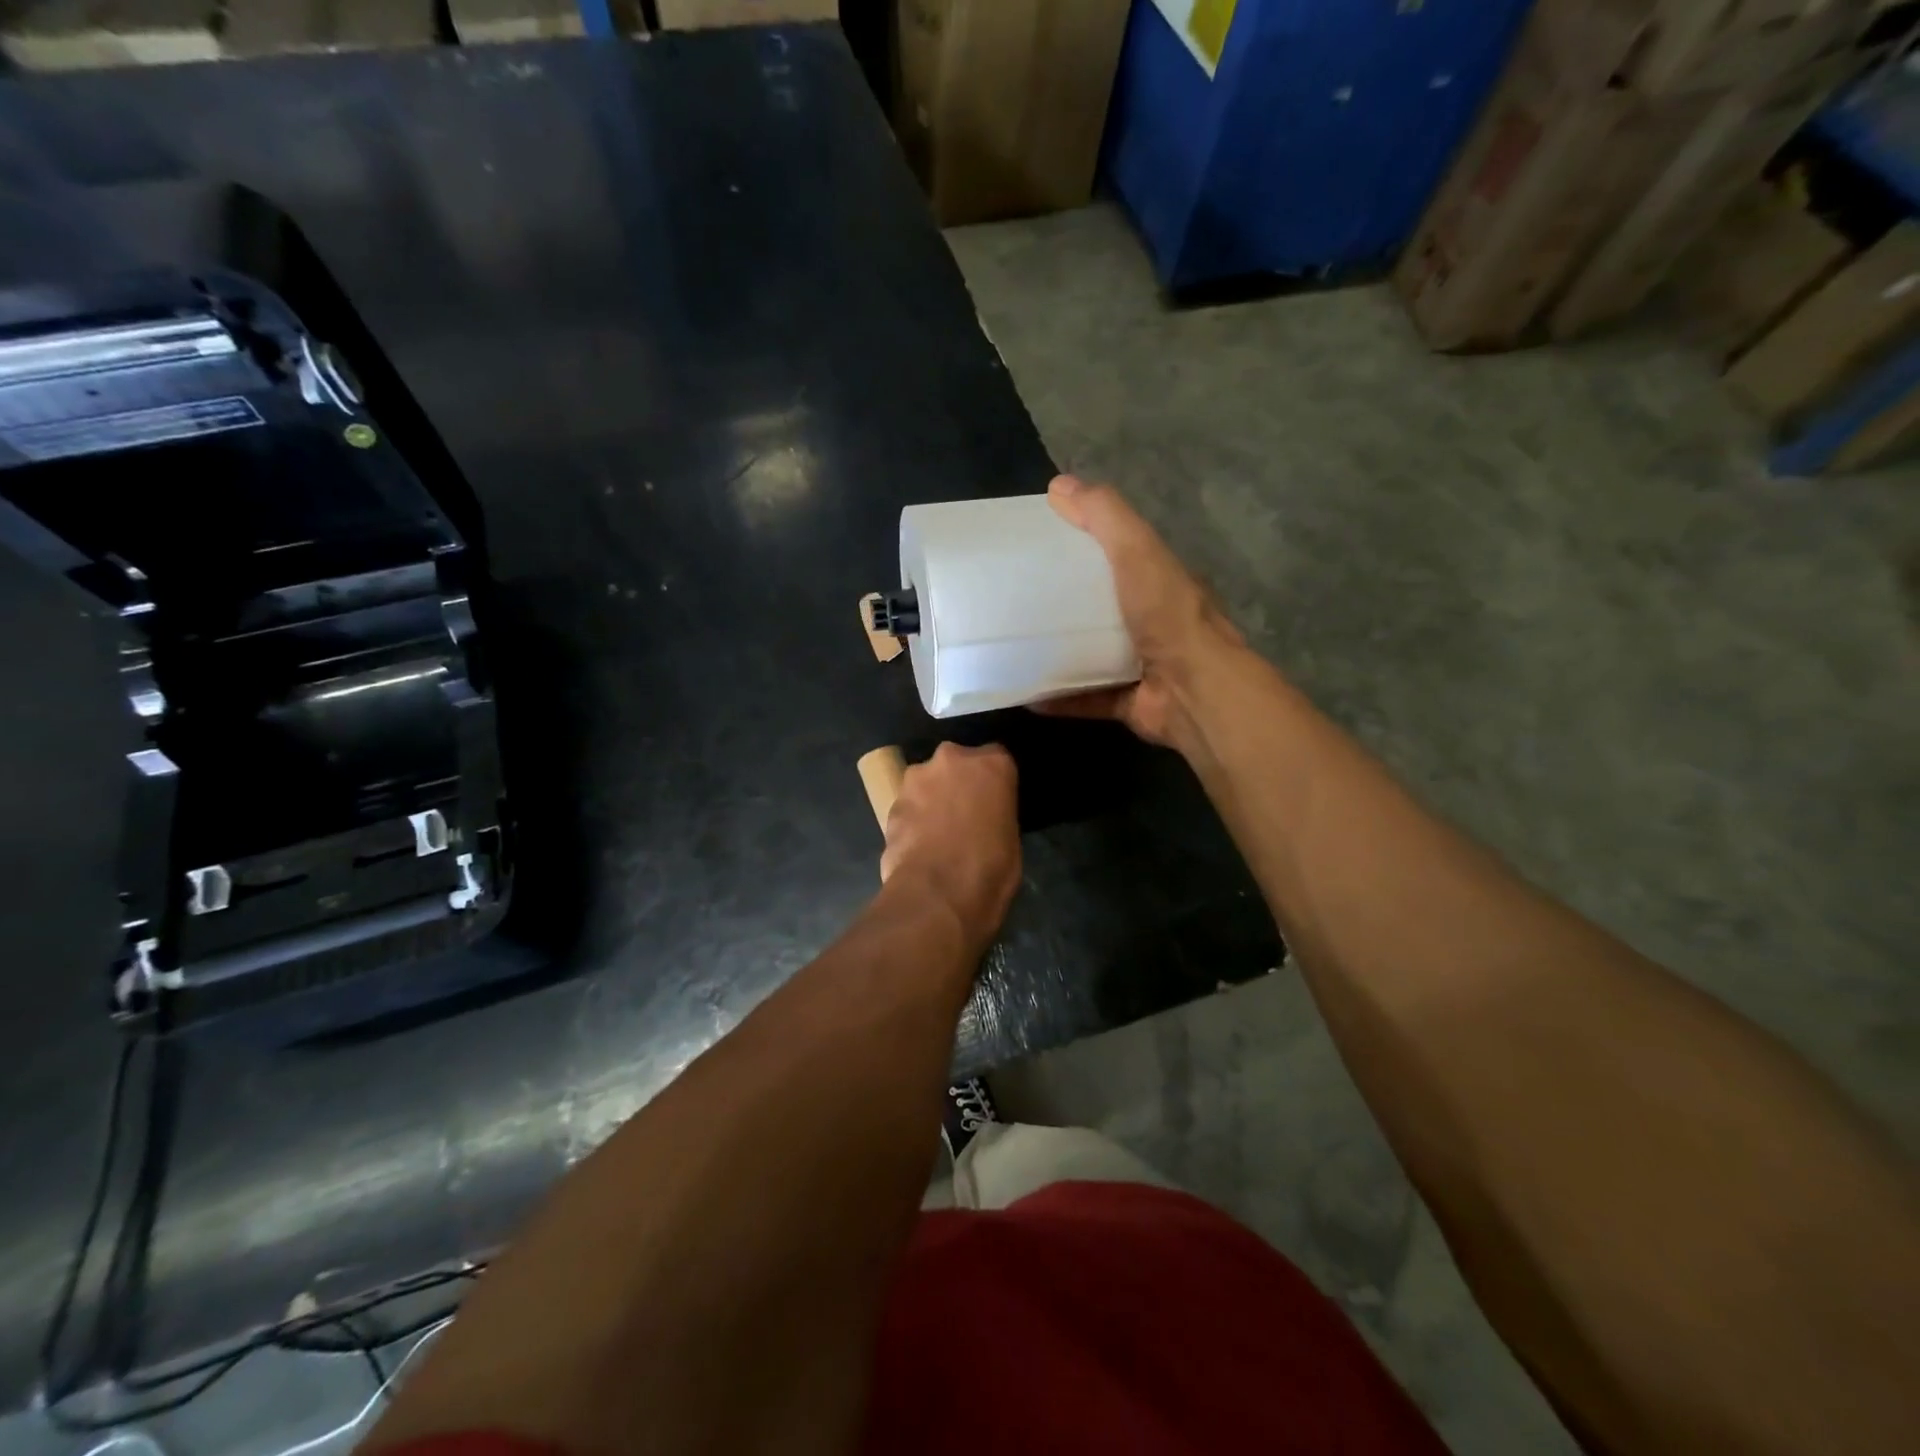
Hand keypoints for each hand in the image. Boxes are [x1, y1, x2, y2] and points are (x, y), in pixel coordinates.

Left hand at [880, 743, 1019, 947]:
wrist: (938, 896)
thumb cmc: (990, 869)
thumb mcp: (1011, 838)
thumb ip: (997, 813)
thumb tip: (985, 819)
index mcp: (991, 764)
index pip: (997, 759)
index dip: (994, 783)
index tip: (994, 802)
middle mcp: (951, 759)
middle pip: (957, 764)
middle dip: (959, 783)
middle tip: (965, 815)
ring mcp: (916, 779)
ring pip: (927, 782)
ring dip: (932, 799)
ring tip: (938, 833)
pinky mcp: (891, 803)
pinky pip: (908, 807)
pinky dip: (913, 819)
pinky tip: (918, 845)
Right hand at [1041, 475, 1243, 752]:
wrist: (1193, 690)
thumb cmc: (1166, 616)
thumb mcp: (1137, 551)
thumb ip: (1105, 517)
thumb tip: (1059, 485)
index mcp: (1159, 584)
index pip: (1121, 558)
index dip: (1084, 548)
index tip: (1041, 548)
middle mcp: (1153, 623)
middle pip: (1103, 608)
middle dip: (1065, 604)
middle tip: (1019, 597)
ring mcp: (1142, 666)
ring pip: (1094, 655)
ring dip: (1059, 652)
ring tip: (1015, 645)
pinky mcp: (1128, 703)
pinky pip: (1086, 698)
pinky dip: (1058, 697)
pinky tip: (1024, 693)